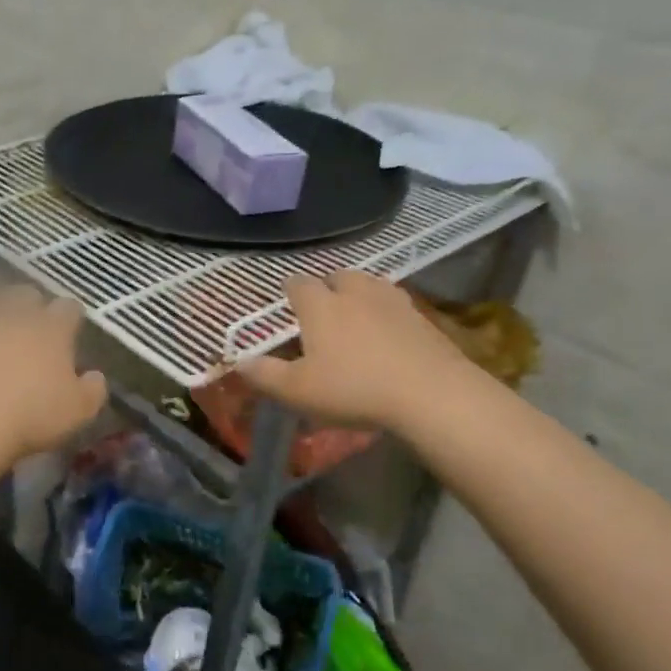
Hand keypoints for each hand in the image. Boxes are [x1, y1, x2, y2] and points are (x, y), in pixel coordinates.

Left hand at [0, 288, 108, 459]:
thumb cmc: (33, 415)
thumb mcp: (79, 411)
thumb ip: (93, 389)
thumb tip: (95, 376)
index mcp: (52, 328)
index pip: (69, 308)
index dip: (71, 318)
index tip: (70, 332)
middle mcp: (16, 314)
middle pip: (26, 295)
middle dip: (30, 307)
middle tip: (30, 331)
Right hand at [239, 271, 476, 428]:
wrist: (431, 394)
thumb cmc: (354, 389)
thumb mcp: (298, 391)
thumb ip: (265, 374)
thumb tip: (239, 361)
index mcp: (320, 305)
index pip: (298, 284)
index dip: (290, 291)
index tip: (287, 302)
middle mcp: (355, 292)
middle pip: (337, 276)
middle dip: (327, 288)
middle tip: (322, 310)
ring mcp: (392, 301)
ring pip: (369, 285)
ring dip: (358, 295)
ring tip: (355, 318)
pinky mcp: (422, 317)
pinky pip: (396, 305)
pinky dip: (386, 314)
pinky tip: (387, 336)